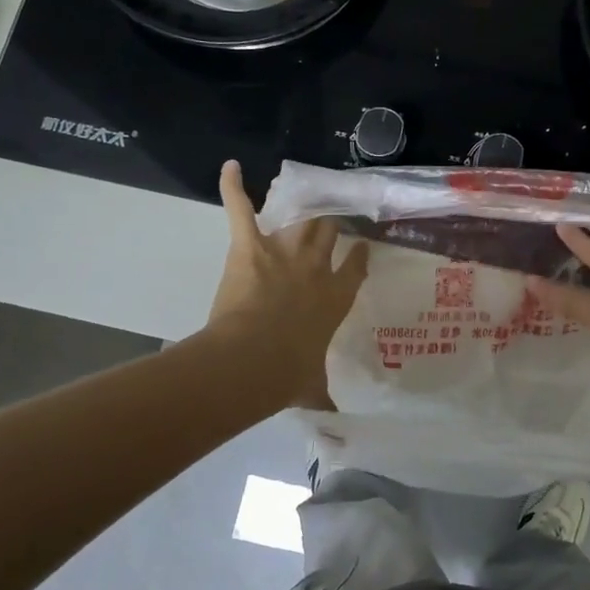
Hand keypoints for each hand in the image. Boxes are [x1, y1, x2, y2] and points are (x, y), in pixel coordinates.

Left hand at [206, 161, 369, 407]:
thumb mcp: (311, 387)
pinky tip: (230, 167)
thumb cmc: (287, 374)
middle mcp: (317, 266)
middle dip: (330, 223)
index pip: (354, 267)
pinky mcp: (250, 244)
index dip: (357, 255)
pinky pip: (241, 209)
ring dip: (299, 208)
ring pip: (299, 219)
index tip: (360, 246)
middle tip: (329, 217)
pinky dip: (233, 187)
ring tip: (301, 193)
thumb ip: (322, 395)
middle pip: (329, 232)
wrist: (254, 359)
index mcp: (336, 297)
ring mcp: (284, 251)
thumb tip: (339, 422)